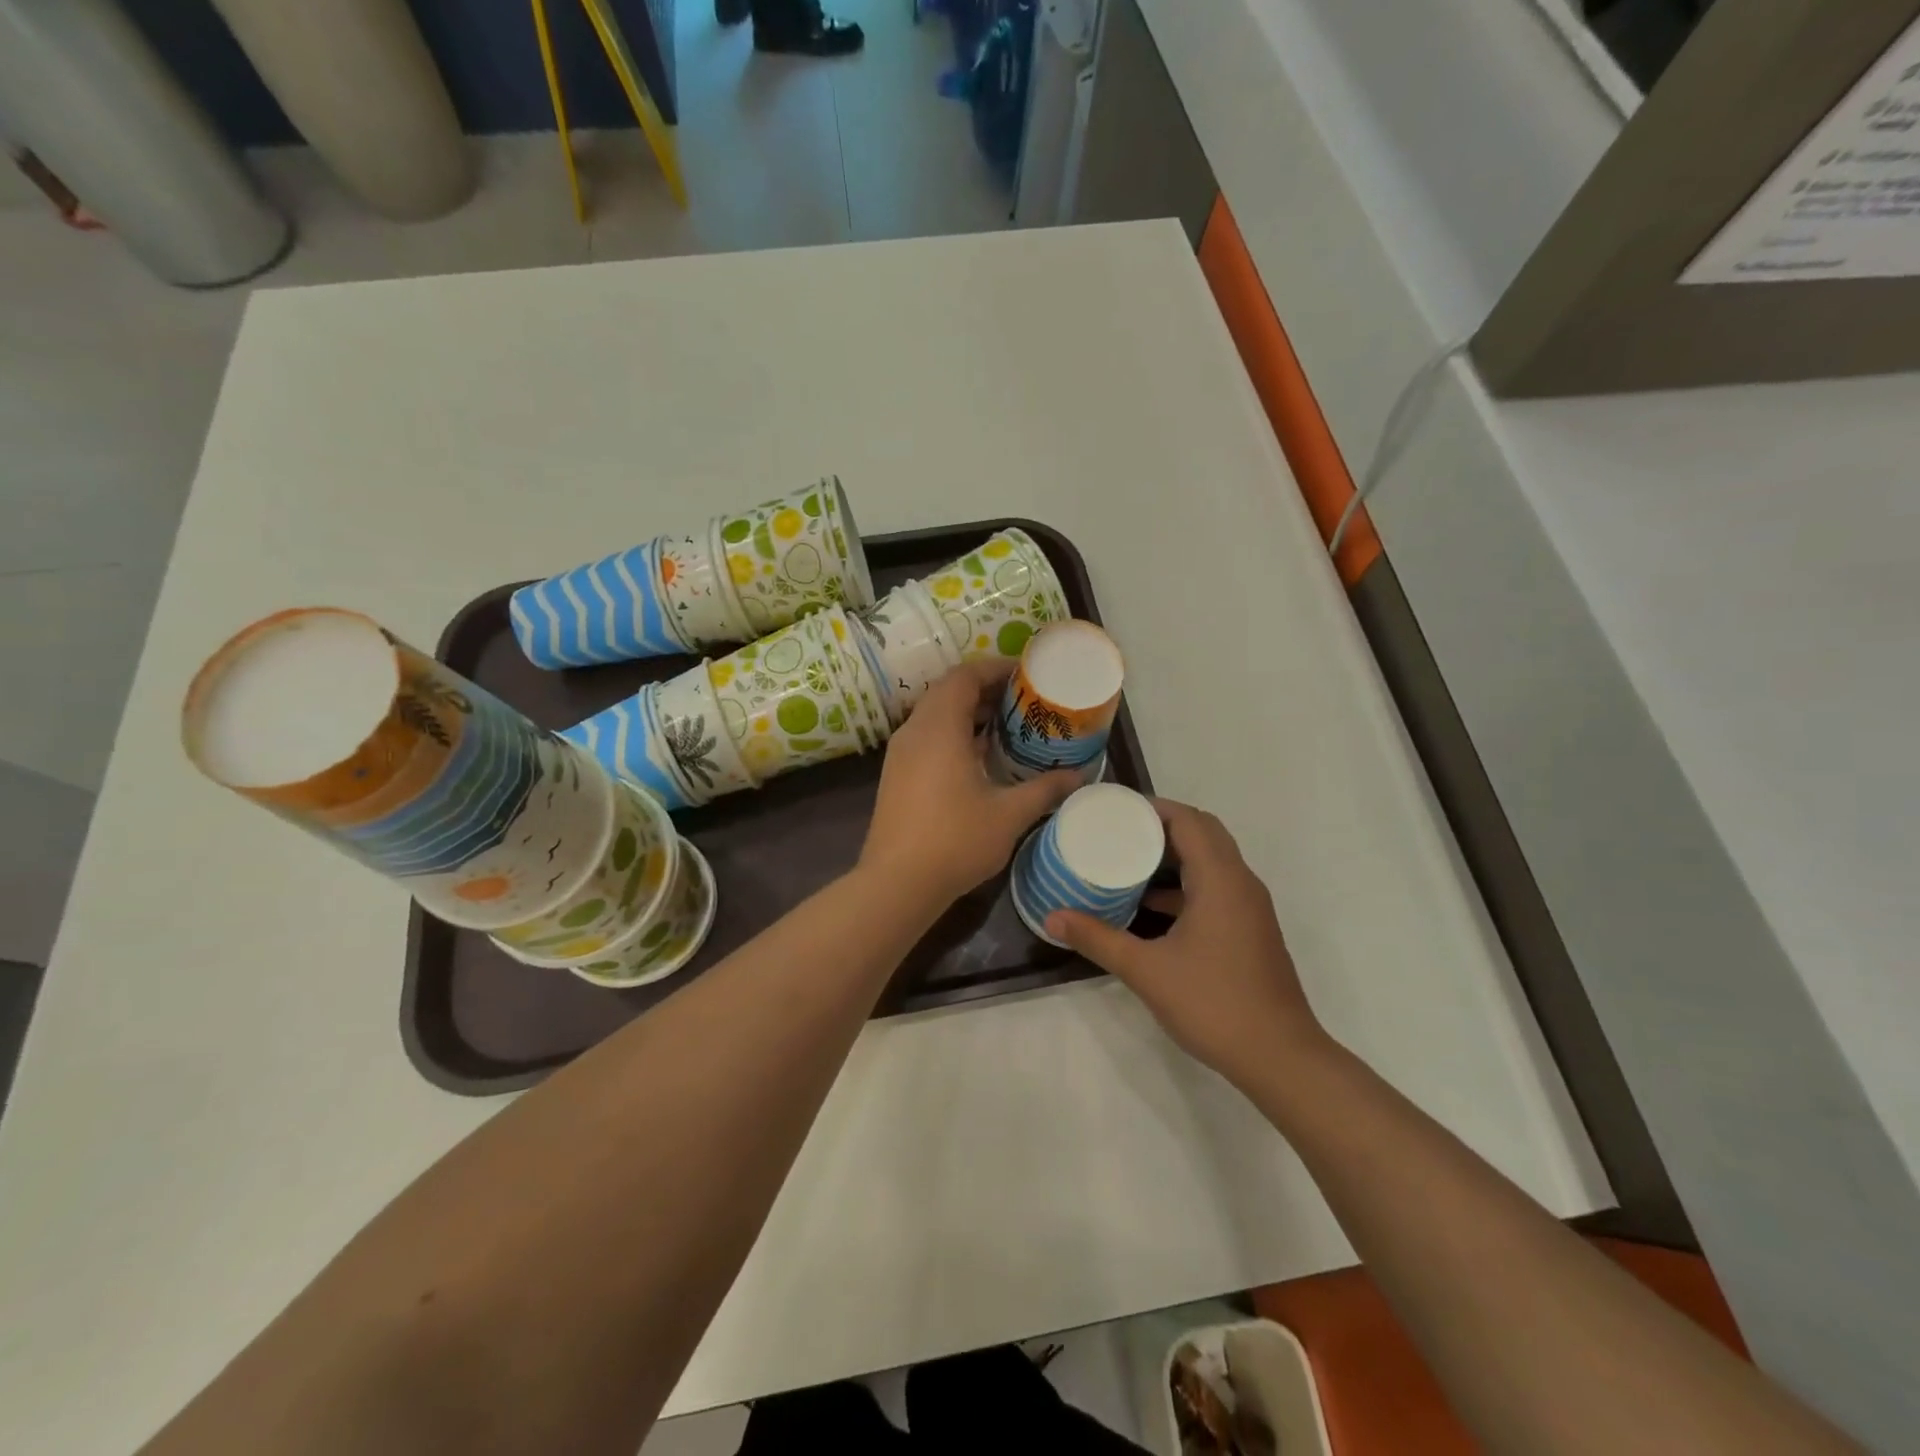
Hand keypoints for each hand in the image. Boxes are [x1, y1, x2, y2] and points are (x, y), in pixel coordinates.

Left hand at [858, 658, 1078, 906]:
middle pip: (948, 691)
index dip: (994, 668)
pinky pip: (927, 737)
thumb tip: (1079, 775)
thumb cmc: (955, 841)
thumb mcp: (1009, 814)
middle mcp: (914, 731)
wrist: (896, 883)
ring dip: (968, 713)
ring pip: (935, 715)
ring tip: (1007, 726)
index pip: (963, 676)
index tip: (1026, 674)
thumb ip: (1045, 789)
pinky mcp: (896, 775)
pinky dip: (953, 734)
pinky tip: (979, 758)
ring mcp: (900, 754)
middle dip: (985, 689)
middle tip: (1023, 700)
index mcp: (939, 728)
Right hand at [1049, 800, 1327, 1087]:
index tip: (1114, 809)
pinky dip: (1184, 885)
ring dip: (1173, 855)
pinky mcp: (1248, 929)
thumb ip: (1098, 939)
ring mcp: (1248, 908)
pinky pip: (1214, 888)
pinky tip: (1149, 907)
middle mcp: (1240, 883)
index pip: (1189, 820)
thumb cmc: (1214, 1004)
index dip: (1153, 807)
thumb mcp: (1146, 970)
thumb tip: (1053, 918)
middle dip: (1161, 826)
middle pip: (1203, 832)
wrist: (1279, 1057)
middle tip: (1118, 830)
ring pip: (1210, 861)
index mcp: (1221, 880)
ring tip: (1127, 860)